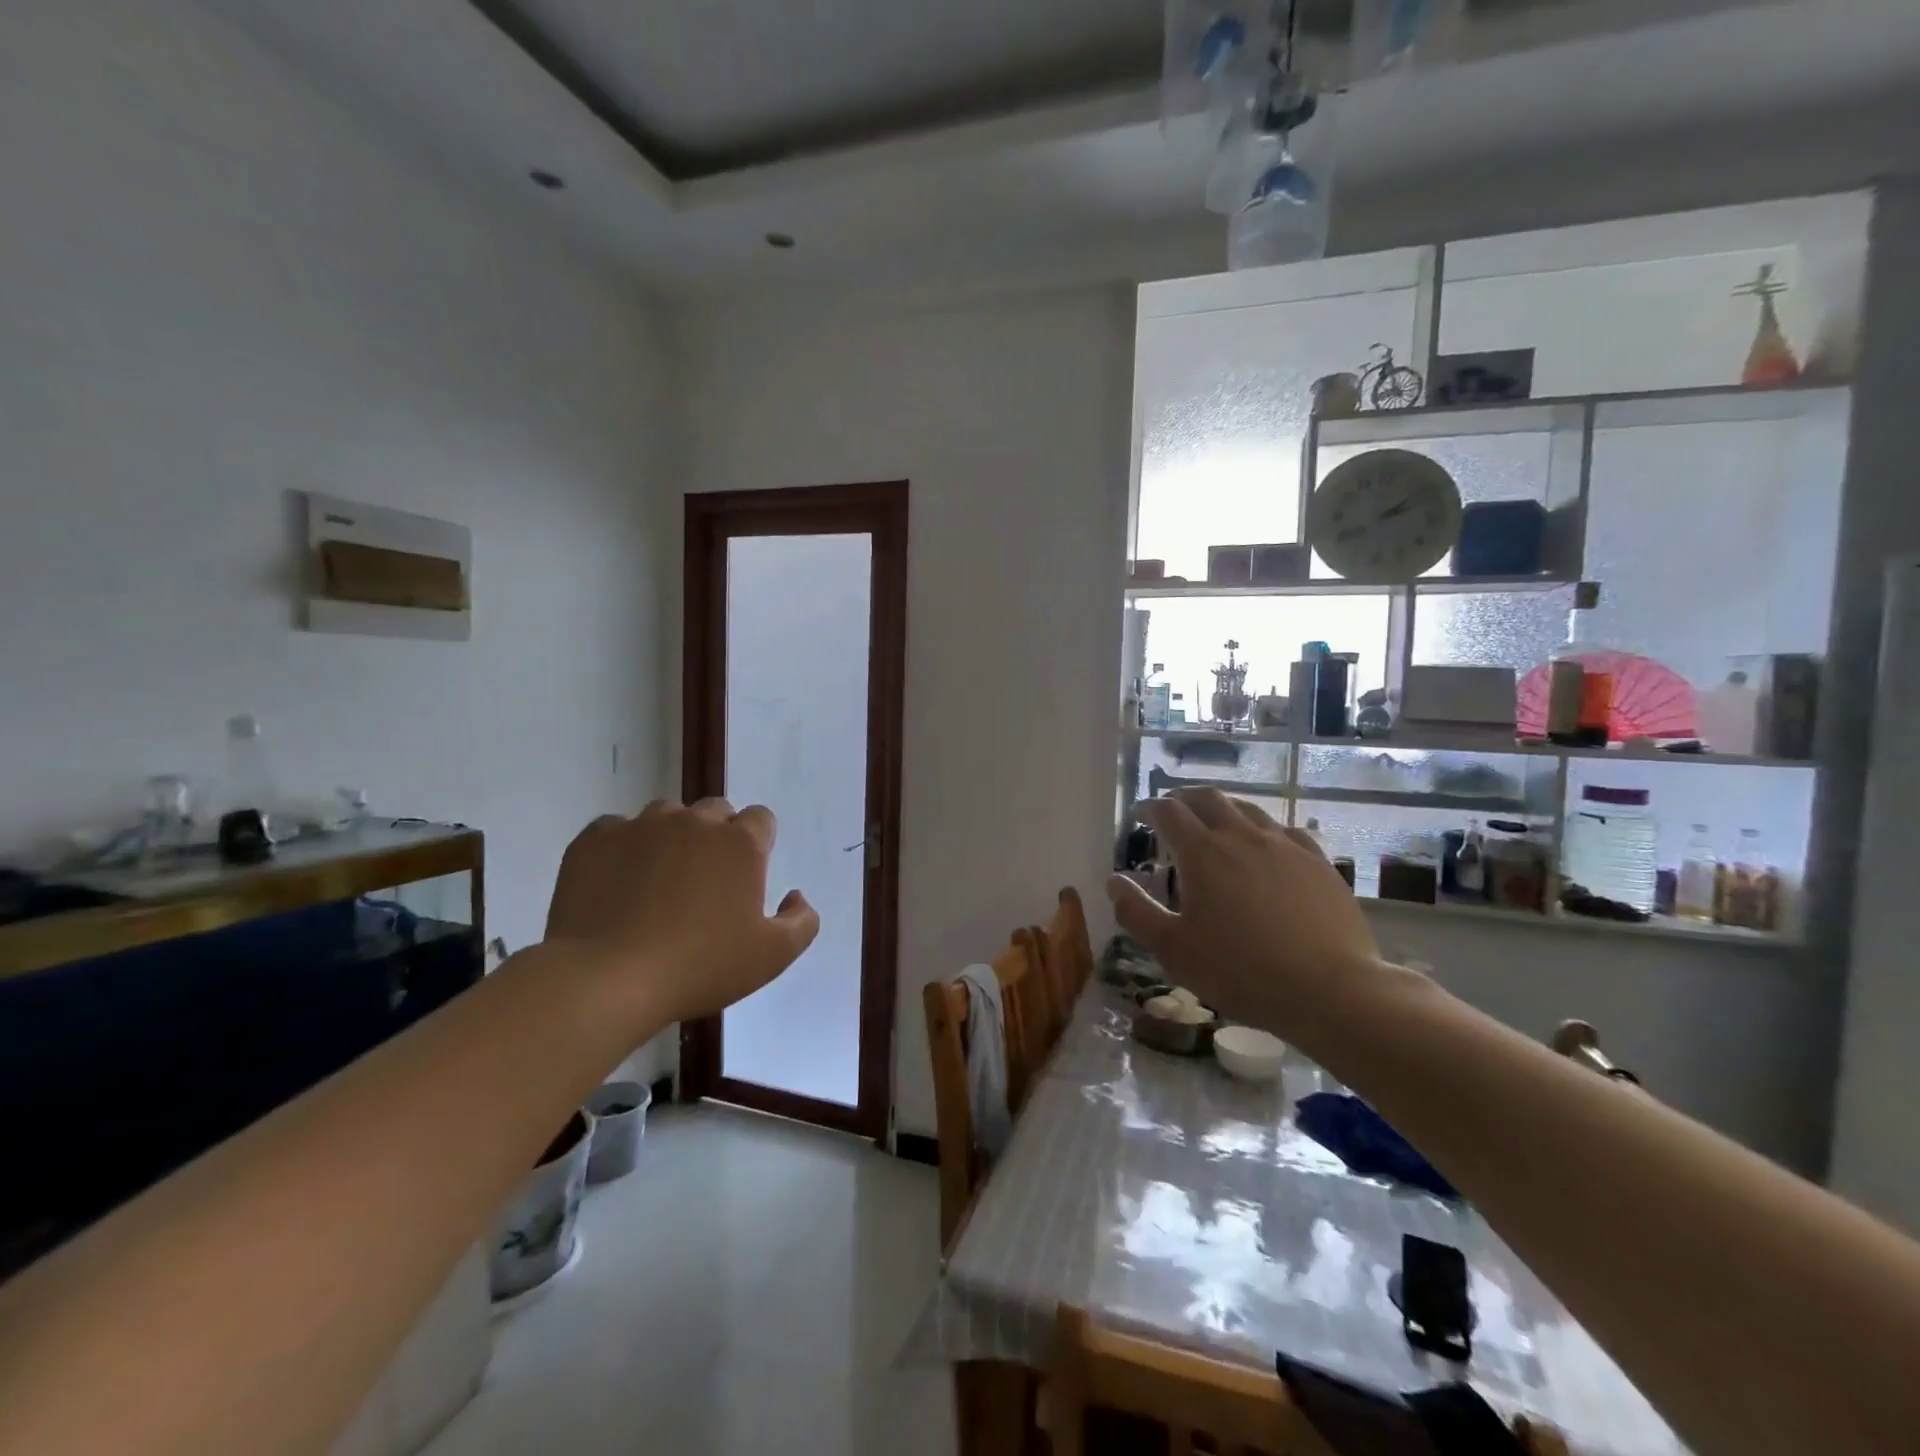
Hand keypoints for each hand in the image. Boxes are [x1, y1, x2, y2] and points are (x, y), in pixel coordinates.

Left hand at [544, 798, 818, 1030]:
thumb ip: (801, 922)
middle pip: (715, 812)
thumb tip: (796, 896)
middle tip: (704, 884)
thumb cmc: (699, 967)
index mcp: (739, 842)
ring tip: (657, 883)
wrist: (606, 980)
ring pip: (666, 817)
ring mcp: (641, 826)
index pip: (761, 819)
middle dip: (716, 838)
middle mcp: (694, 821)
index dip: (757, 844)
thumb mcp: (772, 957)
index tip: (745, 878)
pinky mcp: (595, 839)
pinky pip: (616, 830)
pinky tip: (617, 885)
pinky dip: (622, 849)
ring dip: (670, 839)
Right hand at [1107, 788, 1382, 1031]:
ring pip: (1248, 809)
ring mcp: (1285, 846)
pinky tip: (1267, 846)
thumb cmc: (1241, 971)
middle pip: (1209, 798)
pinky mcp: (1318, 863)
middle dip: (1185, 798)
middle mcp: (1242, 836)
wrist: (1331, 989)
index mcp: (1202, 853)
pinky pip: (1285, 831)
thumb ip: (1137, 913)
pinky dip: (1264, 830)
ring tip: (1216, 823)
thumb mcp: (1174, 951)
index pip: (1169, 812)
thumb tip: (1114, 881)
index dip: (1150, 808)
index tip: (1140, 815)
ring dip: (1224, 809)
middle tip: (1173, 809)